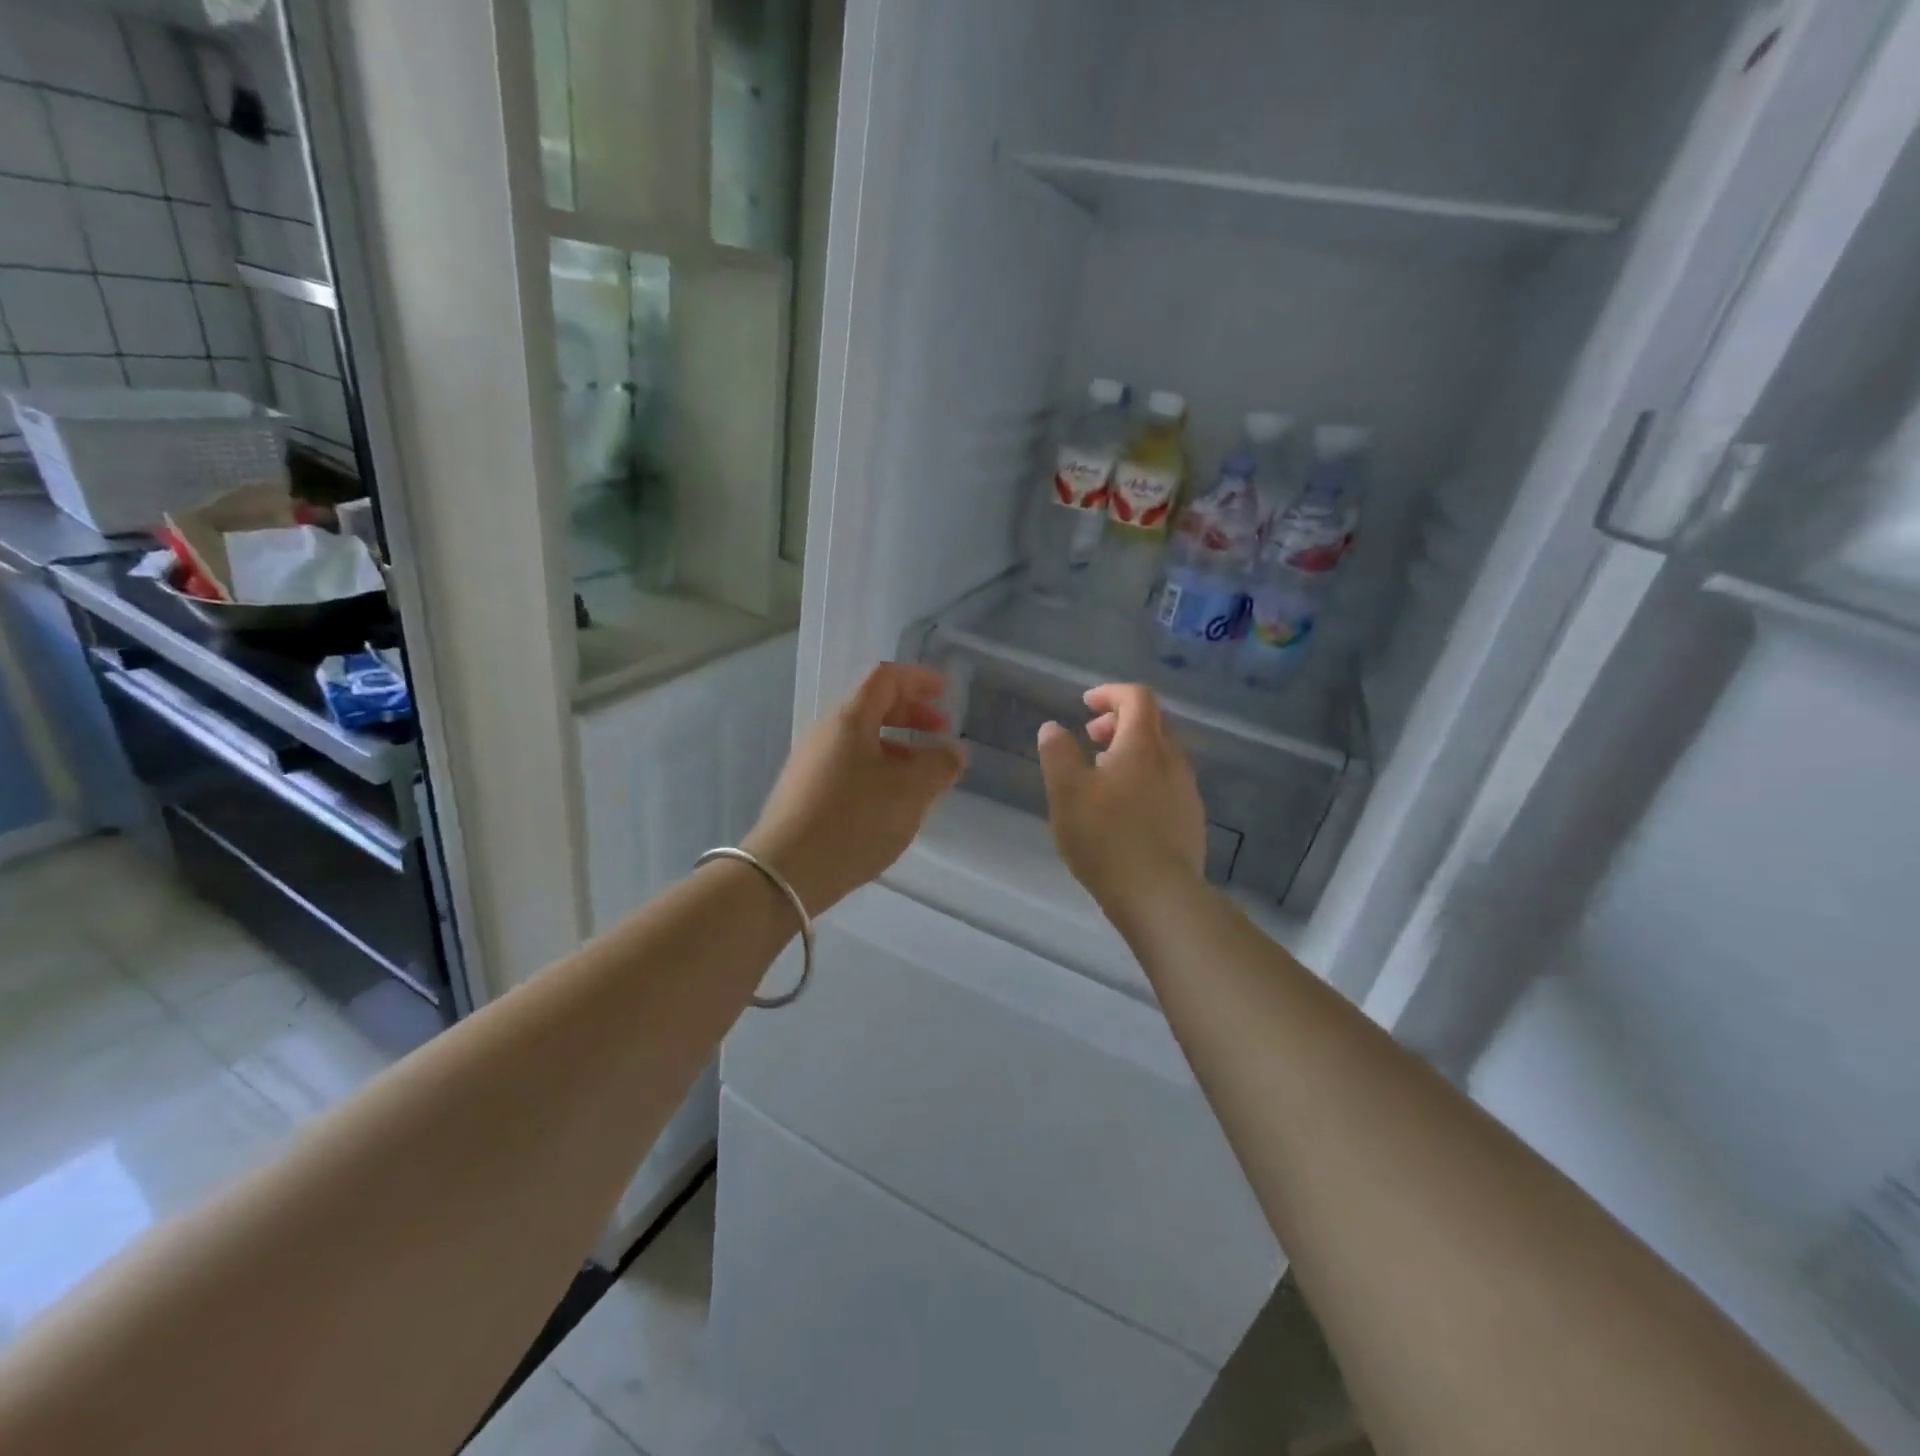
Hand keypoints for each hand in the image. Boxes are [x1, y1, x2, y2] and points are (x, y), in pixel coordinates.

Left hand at [743, 663, 964, 915]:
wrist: (785, 874)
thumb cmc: (854, 821)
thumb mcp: (910, 791)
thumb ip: (939, 764)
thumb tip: (951, 751)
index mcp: (849, 720)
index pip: (885, 678)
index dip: (918, 679)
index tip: (946, 692)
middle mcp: (825, 734)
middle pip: (872, 707)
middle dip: (912, 715)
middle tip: (941, 735)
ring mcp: (810, 764)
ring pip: (862, 742)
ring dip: (898, 749)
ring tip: (924, 778)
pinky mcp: (805, 794)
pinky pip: (850, 767)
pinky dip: (880, 771)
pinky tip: (893, 804)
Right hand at [1036, 684, 1206, 909]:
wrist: (1159, 895)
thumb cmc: (1106, 837)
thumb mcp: (1066, 792)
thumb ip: (1057, 753)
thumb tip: (1053, 728)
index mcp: (1144, 745)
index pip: (1137, 697)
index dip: (1110, 693)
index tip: (1085, 705)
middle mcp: (1172, 760)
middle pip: (1153, 722)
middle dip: (1120, 721)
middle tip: (1090, 738)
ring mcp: (1187, 791)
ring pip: (1161, 754)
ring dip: (1132, 751)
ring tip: (1102, 775)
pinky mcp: (1191, 820)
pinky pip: (1168, 782)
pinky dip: (1145, 777)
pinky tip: (1125, 809)